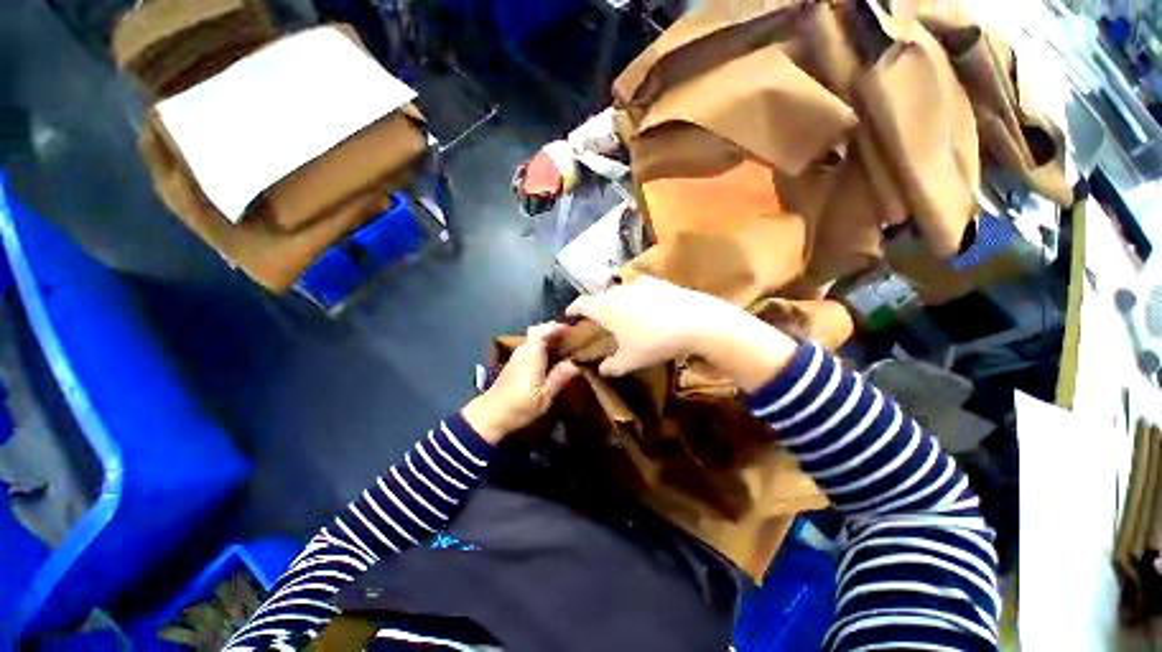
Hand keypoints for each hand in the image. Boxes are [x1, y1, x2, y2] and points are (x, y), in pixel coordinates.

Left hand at [462, 323, 580, 443]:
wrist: (491, 415)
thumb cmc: (519, 405)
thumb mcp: (545, 395)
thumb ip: (560, 376)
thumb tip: (577, 363)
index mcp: (531, 353)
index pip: (543, 329)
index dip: (558, 327)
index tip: (573, 330)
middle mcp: (523, 350)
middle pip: (539, 331)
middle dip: (555, 332)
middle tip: (572, 338)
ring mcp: (517, 356)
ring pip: (535, 339)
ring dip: (549, 340)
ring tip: (566, 347)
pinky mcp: (515, 363)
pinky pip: (532, 348)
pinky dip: (543, 348)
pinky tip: (553, 359)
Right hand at [566, 275, 796, 391]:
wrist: (695, 322)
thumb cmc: (654, 342)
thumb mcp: (630, 360)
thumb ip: (611, 366)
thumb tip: (601, 369)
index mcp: (605, 307)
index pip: (581, 304)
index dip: (572, 308)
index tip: (569, 313)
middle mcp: (617, 291)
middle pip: (599, 296)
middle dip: (594, 306)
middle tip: (596, 318)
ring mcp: (639, 284)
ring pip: (619, 290)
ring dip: (615, 300)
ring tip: (620, 313)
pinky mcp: (658, 282)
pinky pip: (639, 288)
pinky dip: (635, 296)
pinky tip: (645, 306)